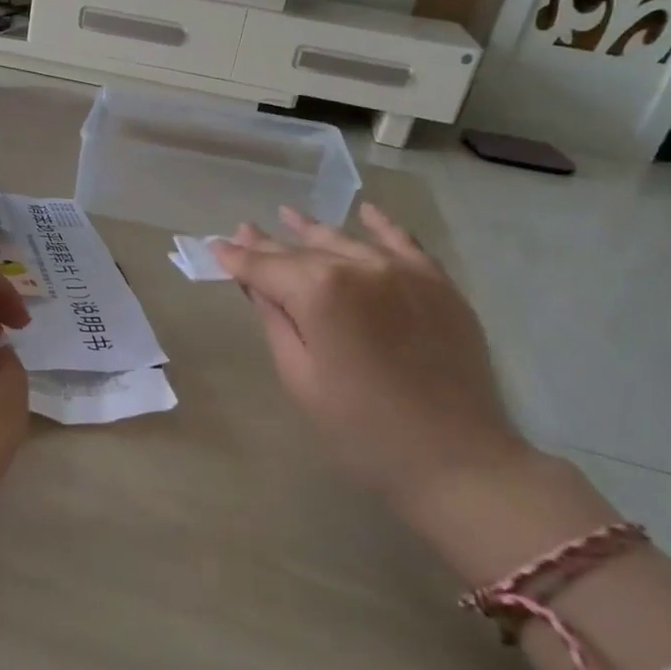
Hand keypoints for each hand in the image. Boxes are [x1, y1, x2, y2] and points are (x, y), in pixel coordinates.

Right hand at [212, 203, 528, 501]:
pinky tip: (365, 211)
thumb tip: (255, 282)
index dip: (237, 258)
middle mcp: (359, 266)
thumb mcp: (300, 376)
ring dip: (314, 230)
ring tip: (288, 216)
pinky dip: (380, 225)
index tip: (214, 246)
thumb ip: (275, 320)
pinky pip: (403, 241)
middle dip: (270, 243)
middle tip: (244, 231)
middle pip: (303, 250)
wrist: (456, 459)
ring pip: (347, 241)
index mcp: (319, 291)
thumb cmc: (360, 428)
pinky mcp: (437, 283)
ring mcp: (403, 270)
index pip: (265, 266)